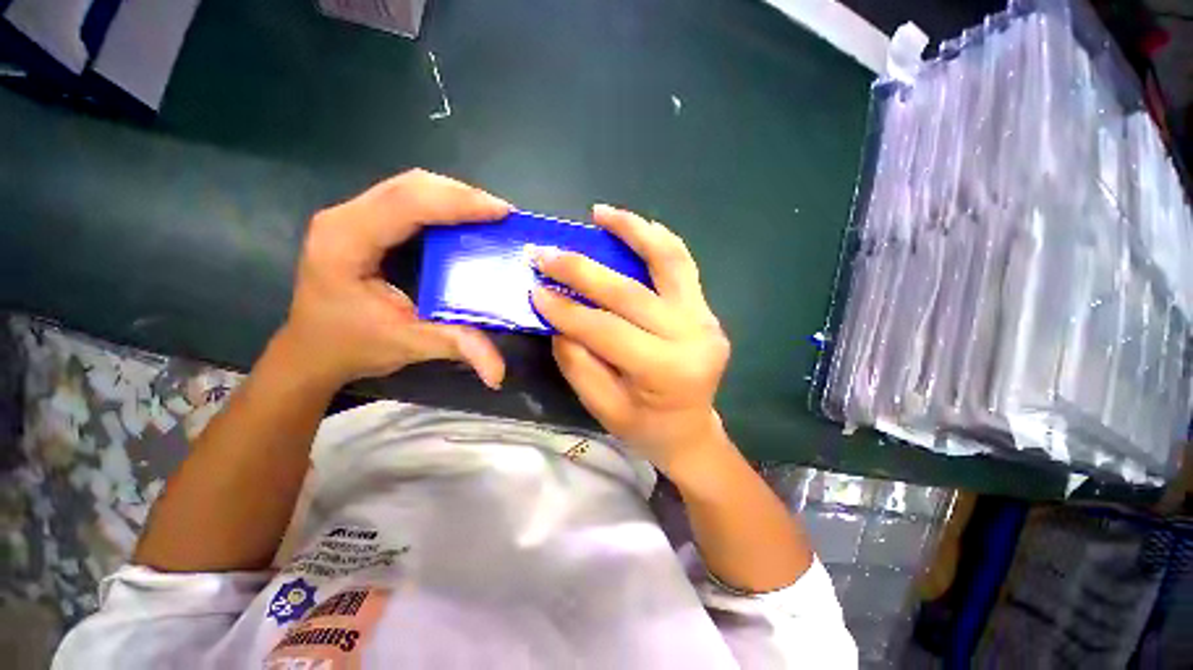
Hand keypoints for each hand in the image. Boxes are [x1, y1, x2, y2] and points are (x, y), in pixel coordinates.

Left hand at [277, 169, 511, 390]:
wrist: (312, 350)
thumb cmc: (353, 346)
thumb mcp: (410, 346)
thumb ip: (458, 347)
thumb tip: (499, 372)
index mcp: (347, 242)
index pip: (407, 204)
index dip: (459, 203)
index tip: (502, 212)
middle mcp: (344, 218)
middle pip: (409, 185)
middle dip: (461, 195)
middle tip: (501, 214)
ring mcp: (349, 216)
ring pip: (408, 186)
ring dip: (452, 195)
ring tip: (487, 214)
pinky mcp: (360, 223)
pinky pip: (405, 199)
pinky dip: (440, 204)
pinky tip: (462, 219)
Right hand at [531, 205, 730, 475]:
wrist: (691, 430)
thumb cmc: (645, 427)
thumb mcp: (602, 406)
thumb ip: (578, 360)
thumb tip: (557, 315)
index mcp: (666, 371)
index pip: (606, 330)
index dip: (567, 309)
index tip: (534, 288)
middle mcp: (692, 337)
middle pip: (631, 292)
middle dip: (582, 270)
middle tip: (546, 252)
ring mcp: (706, 318)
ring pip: (669, 260)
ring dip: (632, 230)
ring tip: (600, 213)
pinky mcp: (706, 308)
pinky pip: (682, 265)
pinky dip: (658, 240)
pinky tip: (633, 226)